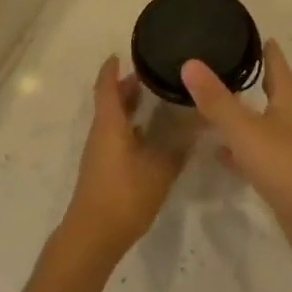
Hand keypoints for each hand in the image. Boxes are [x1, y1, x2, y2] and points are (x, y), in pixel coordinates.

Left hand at [61, 57, 189, 261]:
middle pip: (110, 102)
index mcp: (110, 124)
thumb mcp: (160, 169)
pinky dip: (131, 128)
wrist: (93, 237)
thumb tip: (198, 124)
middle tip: (152, 75)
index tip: (120, 54)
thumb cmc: (124, 195)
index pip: (107, 86)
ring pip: (113, 121)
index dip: (112, 69)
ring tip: (156, 100)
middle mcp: (101, 133)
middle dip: (127, 87)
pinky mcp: (102, 171)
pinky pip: (116, 137)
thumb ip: (179, 146)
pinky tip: (151, 136)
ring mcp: (99, 153)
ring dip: (129, 108)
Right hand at [180, 40, 291, 259]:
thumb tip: (190, 62)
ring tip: (216, 105)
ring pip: (263, 124)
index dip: (266, 48)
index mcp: (288, 101)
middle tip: (226, 65)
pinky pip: (258, 155)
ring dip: (244, 115)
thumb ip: (217, 100)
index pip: (277, 64)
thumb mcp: (246, 130)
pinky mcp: (286, 179)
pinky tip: (220, 153)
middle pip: (272, 93)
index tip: (252, 33)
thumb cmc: (287, 166)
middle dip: (254, 79)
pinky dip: (240, 150)